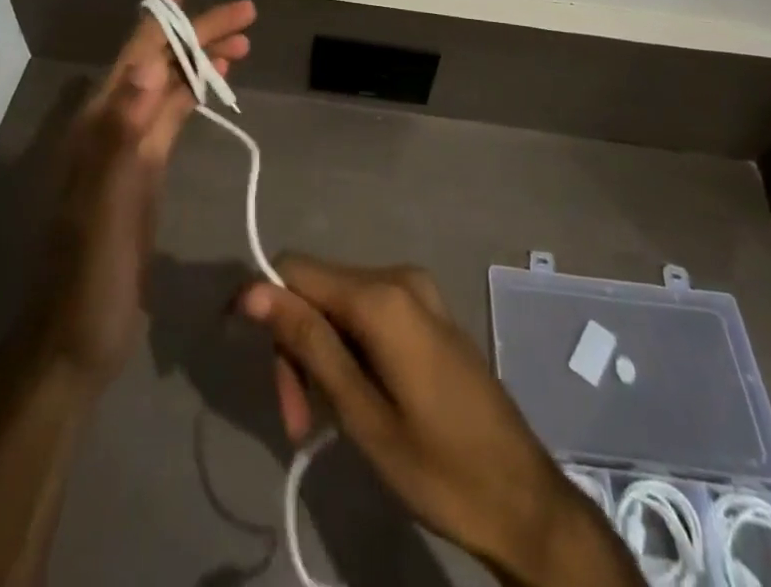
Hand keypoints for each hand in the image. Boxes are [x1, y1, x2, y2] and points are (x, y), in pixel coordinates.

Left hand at [29, 0, 255, 388]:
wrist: (76, 338)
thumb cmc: (90, 274)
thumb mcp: (107, 205)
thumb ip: (123, 134)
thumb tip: (149, 66)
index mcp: (100, 123)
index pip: (139, 55)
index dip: (168, 22)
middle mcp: (113, 124)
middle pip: (159, 63)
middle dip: (199, 35)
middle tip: (247, 16)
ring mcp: (129, 148)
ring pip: (169, 86)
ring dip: (202, 60)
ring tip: (244, 42)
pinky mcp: (145, 171)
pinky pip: (173, 117)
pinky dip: (195, 92)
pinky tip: (216, 84)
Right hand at [238, 257, 636, 586]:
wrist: (524, 500)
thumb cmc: (440, 467)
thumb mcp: (362, 413)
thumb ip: (308, 343)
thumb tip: (251, 290)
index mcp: (382, 295)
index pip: (294, 270)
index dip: (263, 305)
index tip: (246, 358)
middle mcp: (398, 276)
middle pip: (317, 290)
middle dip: (296, 346)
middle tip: (295, 421)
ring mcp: (417, 292)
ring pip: (339, 304)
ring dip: (319, 355)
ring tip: (319, 421)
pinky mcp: (427, 312)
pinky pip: (367, 314)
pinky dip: (347, 351)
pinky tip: (353, 398)